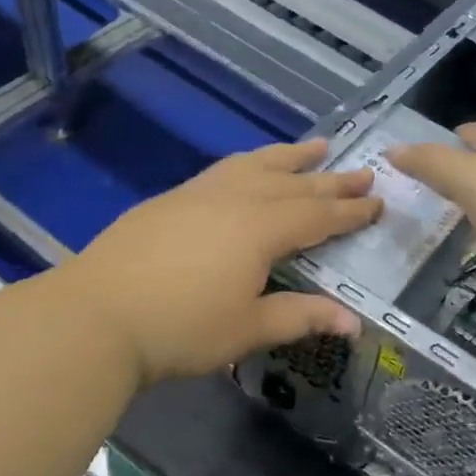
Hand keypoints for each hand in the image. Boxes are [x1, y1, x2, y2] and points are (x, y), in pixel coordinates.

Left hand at [62, 140, 381, 386]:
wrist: (96, 315)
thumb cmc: (181, 329)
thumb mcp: (248, 328)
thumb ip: (301, 317)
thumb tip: (354, 322)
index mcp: (262, 229)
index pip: (318, 217)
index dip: (351, 212)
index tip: (378, 203)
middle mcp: (236, 200)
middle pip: (294, 184)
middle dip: (332, 181)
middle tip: (364, 172)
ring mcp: (199, 194)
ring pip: (256, 165)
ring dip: (290, 157)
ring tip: (316, 146)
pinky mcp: (170, 199)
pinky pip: (224, 170)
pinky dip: (250, 163)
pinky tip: (249, 168)